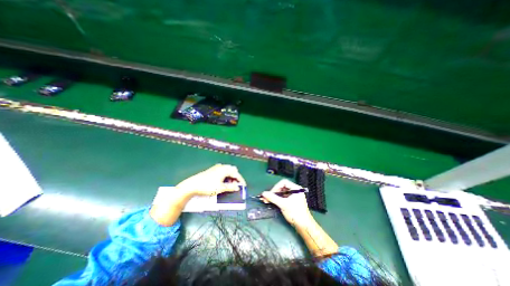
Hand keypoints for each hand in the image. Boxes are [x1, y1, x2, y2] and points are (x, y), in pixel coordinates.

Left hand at [177, 163, 245, 196]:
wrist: (193, 185)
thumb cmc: (208, 186)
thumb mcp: (220, 188)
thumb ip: (231, 187)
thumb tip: (238, 187)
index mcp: (225, 170)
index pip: (236, 174)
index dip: (241, 180)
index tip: (244, 186)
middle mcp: (221, 167)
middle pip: (233, 170)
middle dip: (236, 177)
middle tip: (236, 185)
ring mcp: (216, 167)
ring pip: (228, 170)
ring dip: (231, 176)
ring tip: (230, 184)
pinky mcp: (212, 170)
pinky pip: (223, 171)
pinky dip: (226, 175)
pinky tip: (223, 181)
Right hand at [260, 179, 313, 227]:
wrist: (304, 226)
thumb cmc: (295, 213)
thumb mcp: (283, 204)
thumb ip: (273, 198)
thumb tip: (264, 193)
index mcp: (296, 188)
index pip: (283, 182)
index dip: (276, 187)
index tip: (271, 193)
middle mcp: (295, 190)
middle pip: (282, 187)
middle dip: (274, 192)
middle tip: (267, 197)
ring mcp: (293, 196)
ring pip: (281, 193)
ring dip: (274, 196)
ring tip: (267, 200)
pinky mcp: (291, 202)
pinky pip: (282, 197)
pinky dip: (277, 199)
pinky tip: (271, 202)